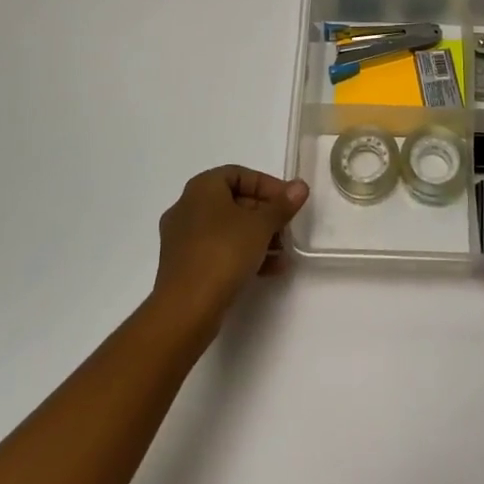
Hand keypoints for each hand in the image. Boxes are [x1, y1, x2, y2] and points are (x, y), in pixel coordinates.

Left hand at [153, 166, 309, 338]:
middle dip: (265, 214)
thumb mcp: (261, 225)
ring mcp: (182, 239)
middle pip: (234, 202)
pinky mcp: (184, 266)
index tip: (288, 202)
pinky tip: (269, 270)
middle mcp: (187, 207)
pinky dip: (242, 255)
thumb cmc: (223, 253)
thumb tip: (300, 187)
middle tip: (287, 228)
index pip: (239, 174)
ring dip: (257, 237)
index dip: (267, 185)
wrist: (185, 309)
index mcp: (202, 188)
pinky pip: (218, 251)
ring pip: (227, 229)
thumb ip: (282, 205)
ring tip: (283, 253)